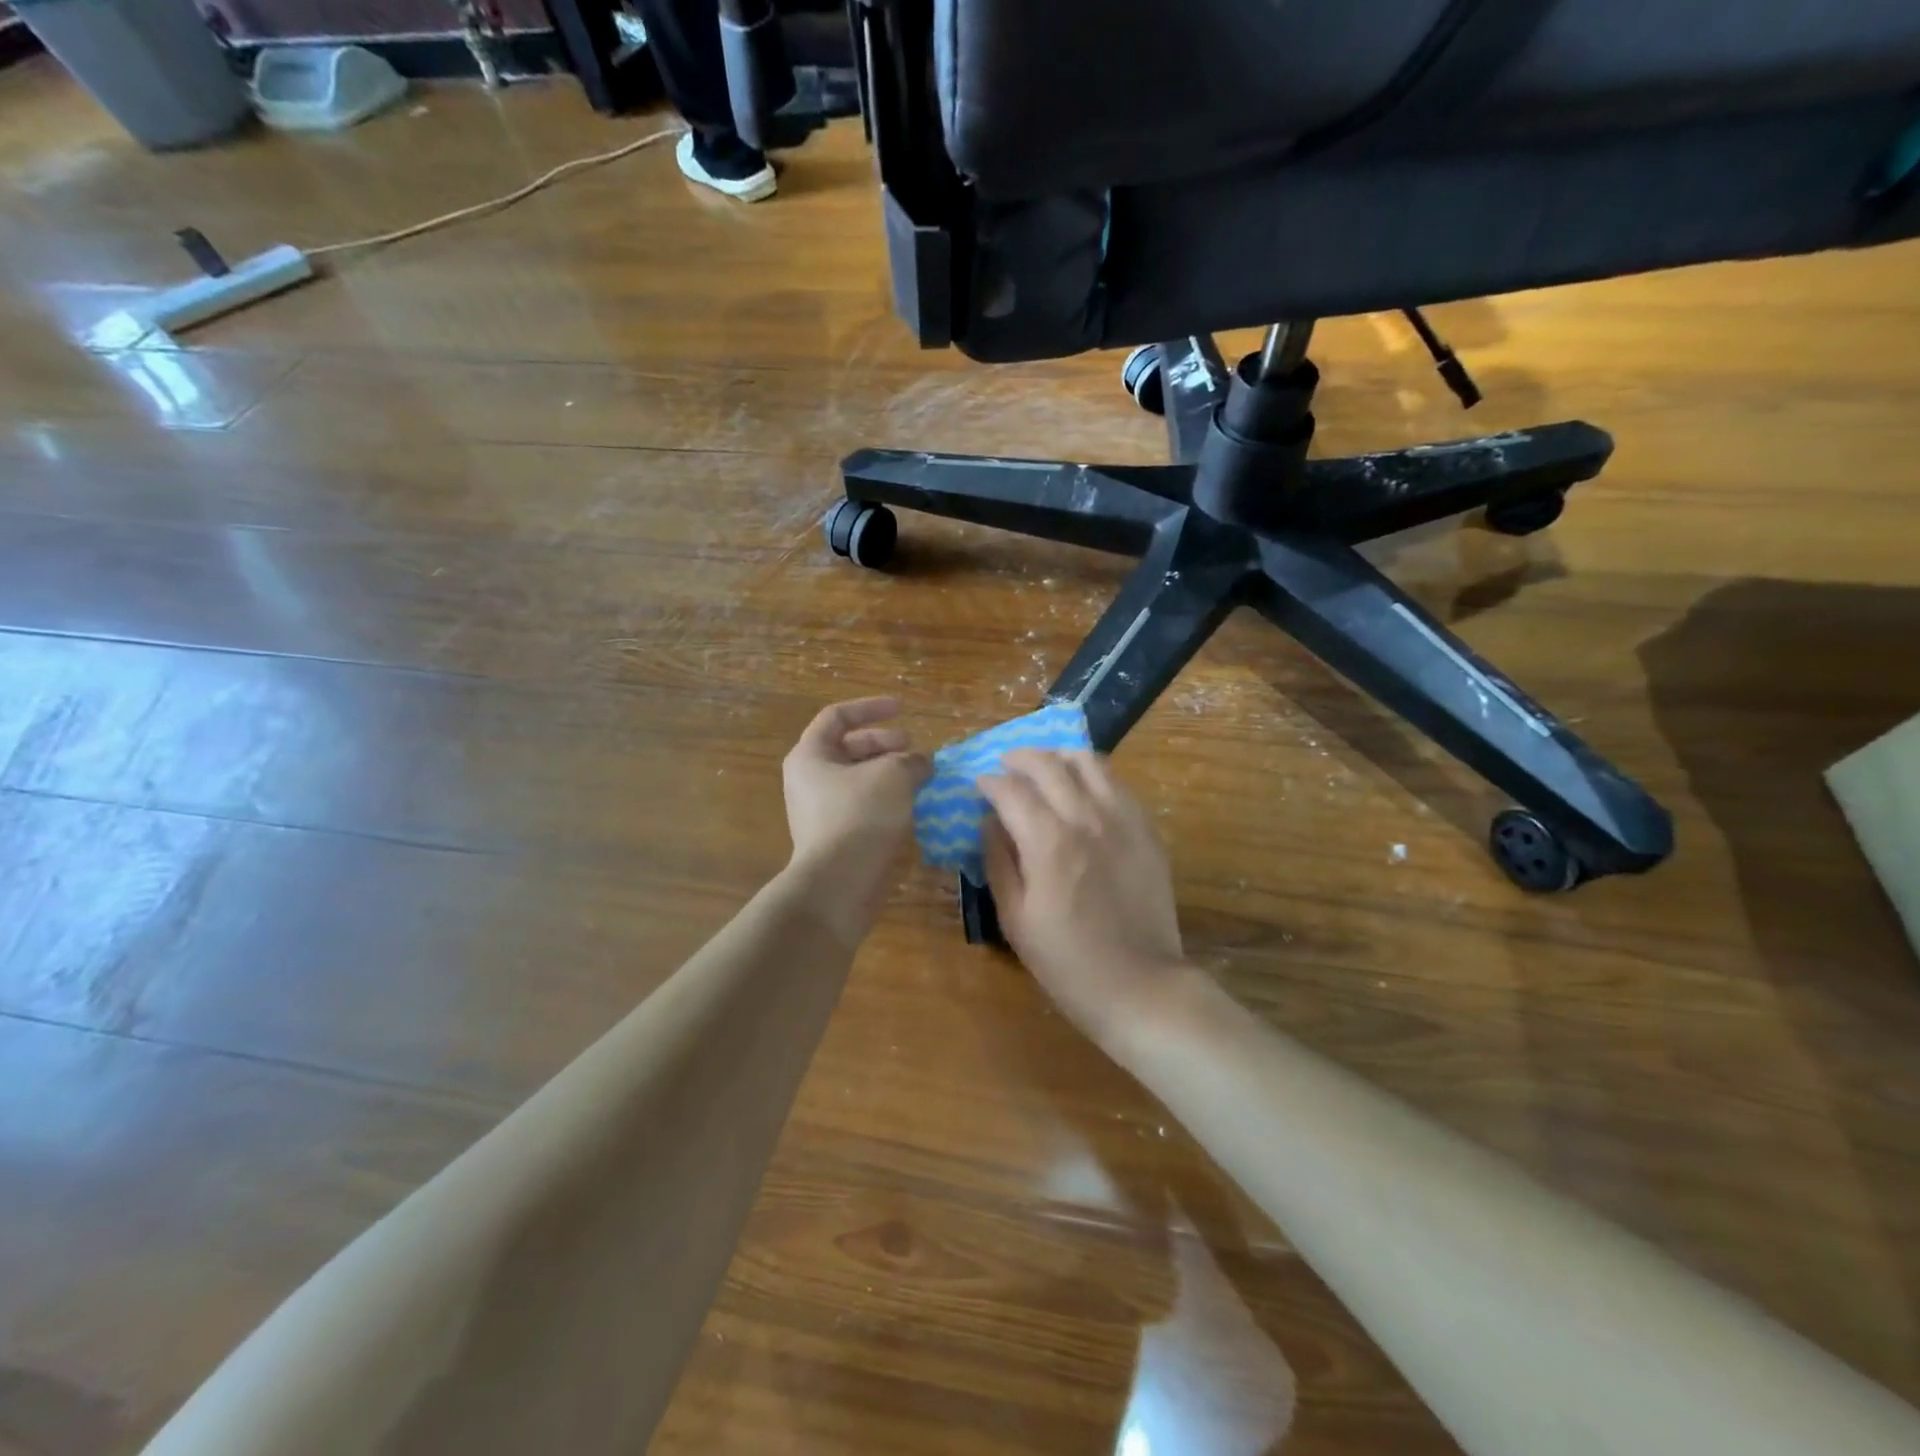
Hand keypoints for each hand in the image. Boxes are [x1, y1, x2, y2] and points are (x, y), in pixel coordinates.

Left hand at [783, 698, 930, 938]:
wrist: (839, 883)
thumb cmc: (860, 816)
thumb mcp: (893, 775)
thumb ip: (911, 760)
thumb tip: (922, 762)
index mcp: (810, 755)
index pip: (837, 717)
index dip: (871, 708)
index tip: (903, 709)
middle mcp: (809, 780)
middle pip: (849, 748)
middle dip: (886, 744)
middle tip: (915, 751)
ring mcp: (821, 811)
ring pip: (860, 780)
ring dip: (890, 774)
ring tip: (921, 778)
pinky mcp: (837, 837)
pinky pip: (863, 807)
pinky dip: (888, 800)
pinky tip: (913, 806)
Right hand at [979, 751, 1189, 1045]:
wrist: (1139, 984)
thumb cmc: (1066, 960)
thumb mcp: (1015, 918)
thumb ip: (998, 861)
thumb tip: (988, 821)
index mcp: (1048, 841)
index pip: (1010, 790)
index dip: (988, 782)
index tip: (979, 786)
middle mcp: (1086, 818)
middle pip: (1048, 764)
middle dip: (1020, 758)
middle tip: (1006, 766)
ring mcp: (1122, 819)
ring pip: (1088, 762)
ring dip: (1059, 756)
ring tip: (1045, 766)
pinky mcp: (1146, 829)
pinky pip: (1117, 783)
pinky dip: (1093, 775)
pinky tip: (1083, 789)